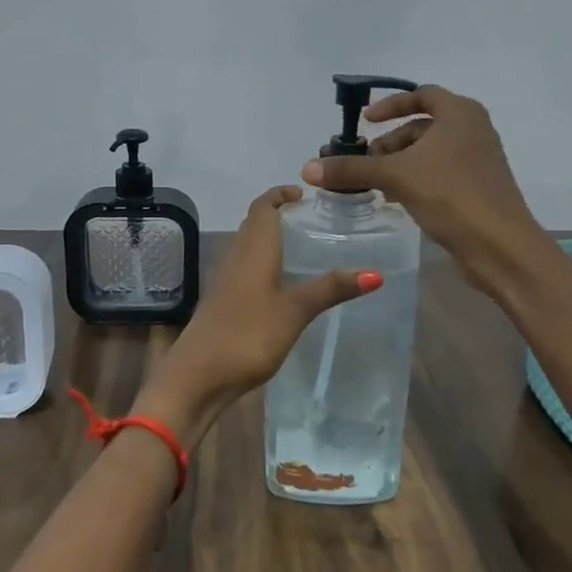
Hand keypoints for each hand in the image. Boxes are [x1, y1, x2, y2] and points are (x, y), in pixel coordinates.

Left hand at [138, 186, 377, 436]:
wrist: (196, 377)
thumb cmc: (247, 336)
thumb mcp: (295, 311)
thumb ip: (331, 289)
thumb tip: (375, 273)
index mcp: (253, 251)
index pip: (262, 207)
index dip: (279, 194)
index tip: (303, 193)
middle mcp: (236, 259)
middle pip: (253, 224)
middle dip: (276, 214)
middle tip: (308, 219)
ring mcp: (225, 283)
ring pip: (246, 247)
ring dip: (268, 239)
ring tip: (299, 249)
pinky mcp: (222, 305)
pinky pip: (243, 271)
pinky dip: (262, 265)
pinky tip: (278, 287)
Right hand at [302, 84, 552, 300]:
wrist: (500, 245)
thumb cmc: (451, 195)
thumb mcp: (396, 177)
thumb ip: (351, 169)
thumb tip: (308, 168)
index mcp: (460, 113)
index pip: (421, 95)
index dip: (390, 105)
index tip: (365, 122)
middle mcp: (473, 129)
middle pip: (422, 127)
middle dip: (390, 142)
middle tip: (364, 162)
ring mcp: (479, 160)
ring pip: (430, 153)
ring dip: (400, 164)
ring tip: (375, 185)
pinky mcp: (478, 188)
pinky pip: (440, 173)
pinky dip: (416, 179)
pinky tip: (397, 200)